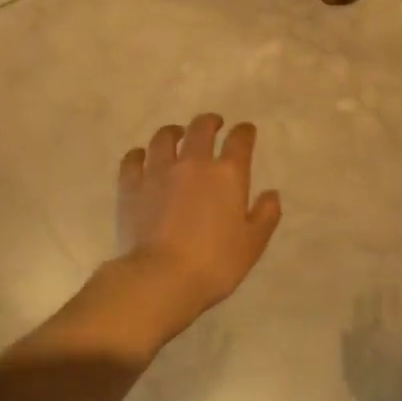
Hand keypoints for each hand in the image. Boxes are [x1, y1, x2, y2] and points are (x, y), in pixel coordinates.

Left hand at [116, 113, 282, 322]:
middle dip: (210, 122)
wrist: (161, 278)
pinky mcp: (130, 186)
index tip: (246, 131)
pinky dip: (140, 154)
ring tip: (177, 135)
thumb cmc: (215, 263)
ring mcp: (158, 171)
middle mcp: (193, 163)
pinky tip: (143, 158)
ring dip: (174, 132)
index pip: (240, 140)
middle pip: (200, 129)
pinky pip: (133, 158)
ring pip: (164, 137)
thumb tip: (271, 194)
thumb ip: (266, 215)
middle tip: (213, 125)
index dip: (244, 132)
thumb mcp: (253, 243)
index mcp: (227, 174)